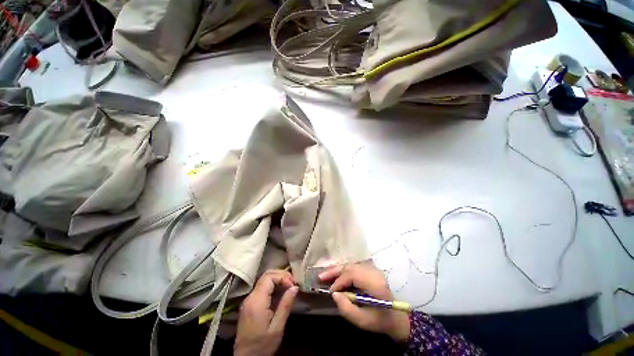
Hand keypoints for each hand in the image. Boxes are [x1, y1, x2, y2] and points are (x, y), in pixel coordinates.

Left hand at [234, 270, 298, 355]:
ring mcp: (248, 300)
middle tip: (293, 282)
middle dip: (281, 275)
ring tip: (289, 286)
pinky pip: (262, 288)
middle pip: (266, 275)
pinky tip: (281, 292)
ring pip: (264, 280)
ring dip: (278, 279)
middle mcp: (250, 297)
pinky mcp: (249, 304)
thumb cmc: (262, 345)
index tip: (293, 285)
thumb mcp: (277, 327)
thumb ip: (285, 305)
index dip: (283, 277)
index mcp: (256, 301)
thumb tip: (295, 287)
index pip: (269, 277)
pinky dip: (273, 285)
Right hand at [319, 263, 409, 343]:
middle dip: (334, 272)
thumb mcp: (362, 321)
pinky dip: (343, 271)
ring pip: (351, 265)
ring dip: (337, 270)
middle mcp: (373, 272)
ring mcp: (372, 270)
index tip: (330, 291)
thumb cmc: (379, 321)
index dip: (339, 282)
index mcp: (375, 284)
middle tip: (321, 277)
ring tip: (325, 275)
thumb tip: (334, 294)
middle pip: (350, 267)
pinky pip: (353, 267)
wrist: (395, 317)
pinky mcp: (370, 271)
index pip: (353, 275)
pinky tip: (335, 275)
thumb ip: (347, 308)